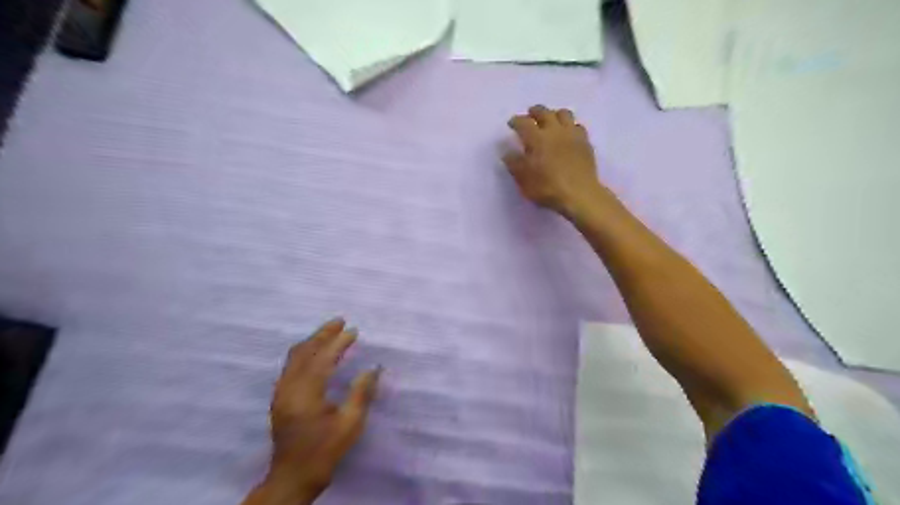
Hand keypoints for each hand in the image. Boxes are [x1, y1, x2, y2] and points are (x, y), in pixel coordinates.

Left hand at [243, 320, 379, 504]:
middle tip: (340, 321)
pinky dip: (305, 352)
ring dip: (312, 341)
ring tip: (330, 331)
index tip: (353, 331)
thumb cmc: (325, 451)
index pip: (323, 359)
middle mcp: (289, 388)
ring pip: (294, 357)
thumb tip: (373, 368)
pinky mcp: (279, 397)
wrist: (293, 476)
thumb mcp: (350, 424)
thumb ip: (361, 393)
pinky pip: (291, 365)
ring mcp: (281, 392)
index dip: (339, 342)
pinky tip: (316, 352)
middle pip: (304, 352)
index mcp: (306, 394)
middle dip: (322, 334)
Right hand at [503, 105, 607, 216]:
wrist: (580, 195)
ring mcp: (572, 135)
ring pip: (564, 114)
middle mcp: (554, 131)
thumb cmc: (547, 188)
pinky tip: (567, 134)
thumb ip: (514, 164)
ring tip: (550, 121)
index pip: (523, 122)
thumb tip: (507, 153)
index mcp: (536, 138)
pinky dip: (570, 126)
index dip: (516, 121)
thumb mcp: (523, 180)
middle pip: (544, 112)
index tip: (512, 123)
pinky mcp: (585, 142)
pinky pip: (577, 126)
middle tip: (530, 116)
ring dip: (554, 115)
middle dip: (535, 112)